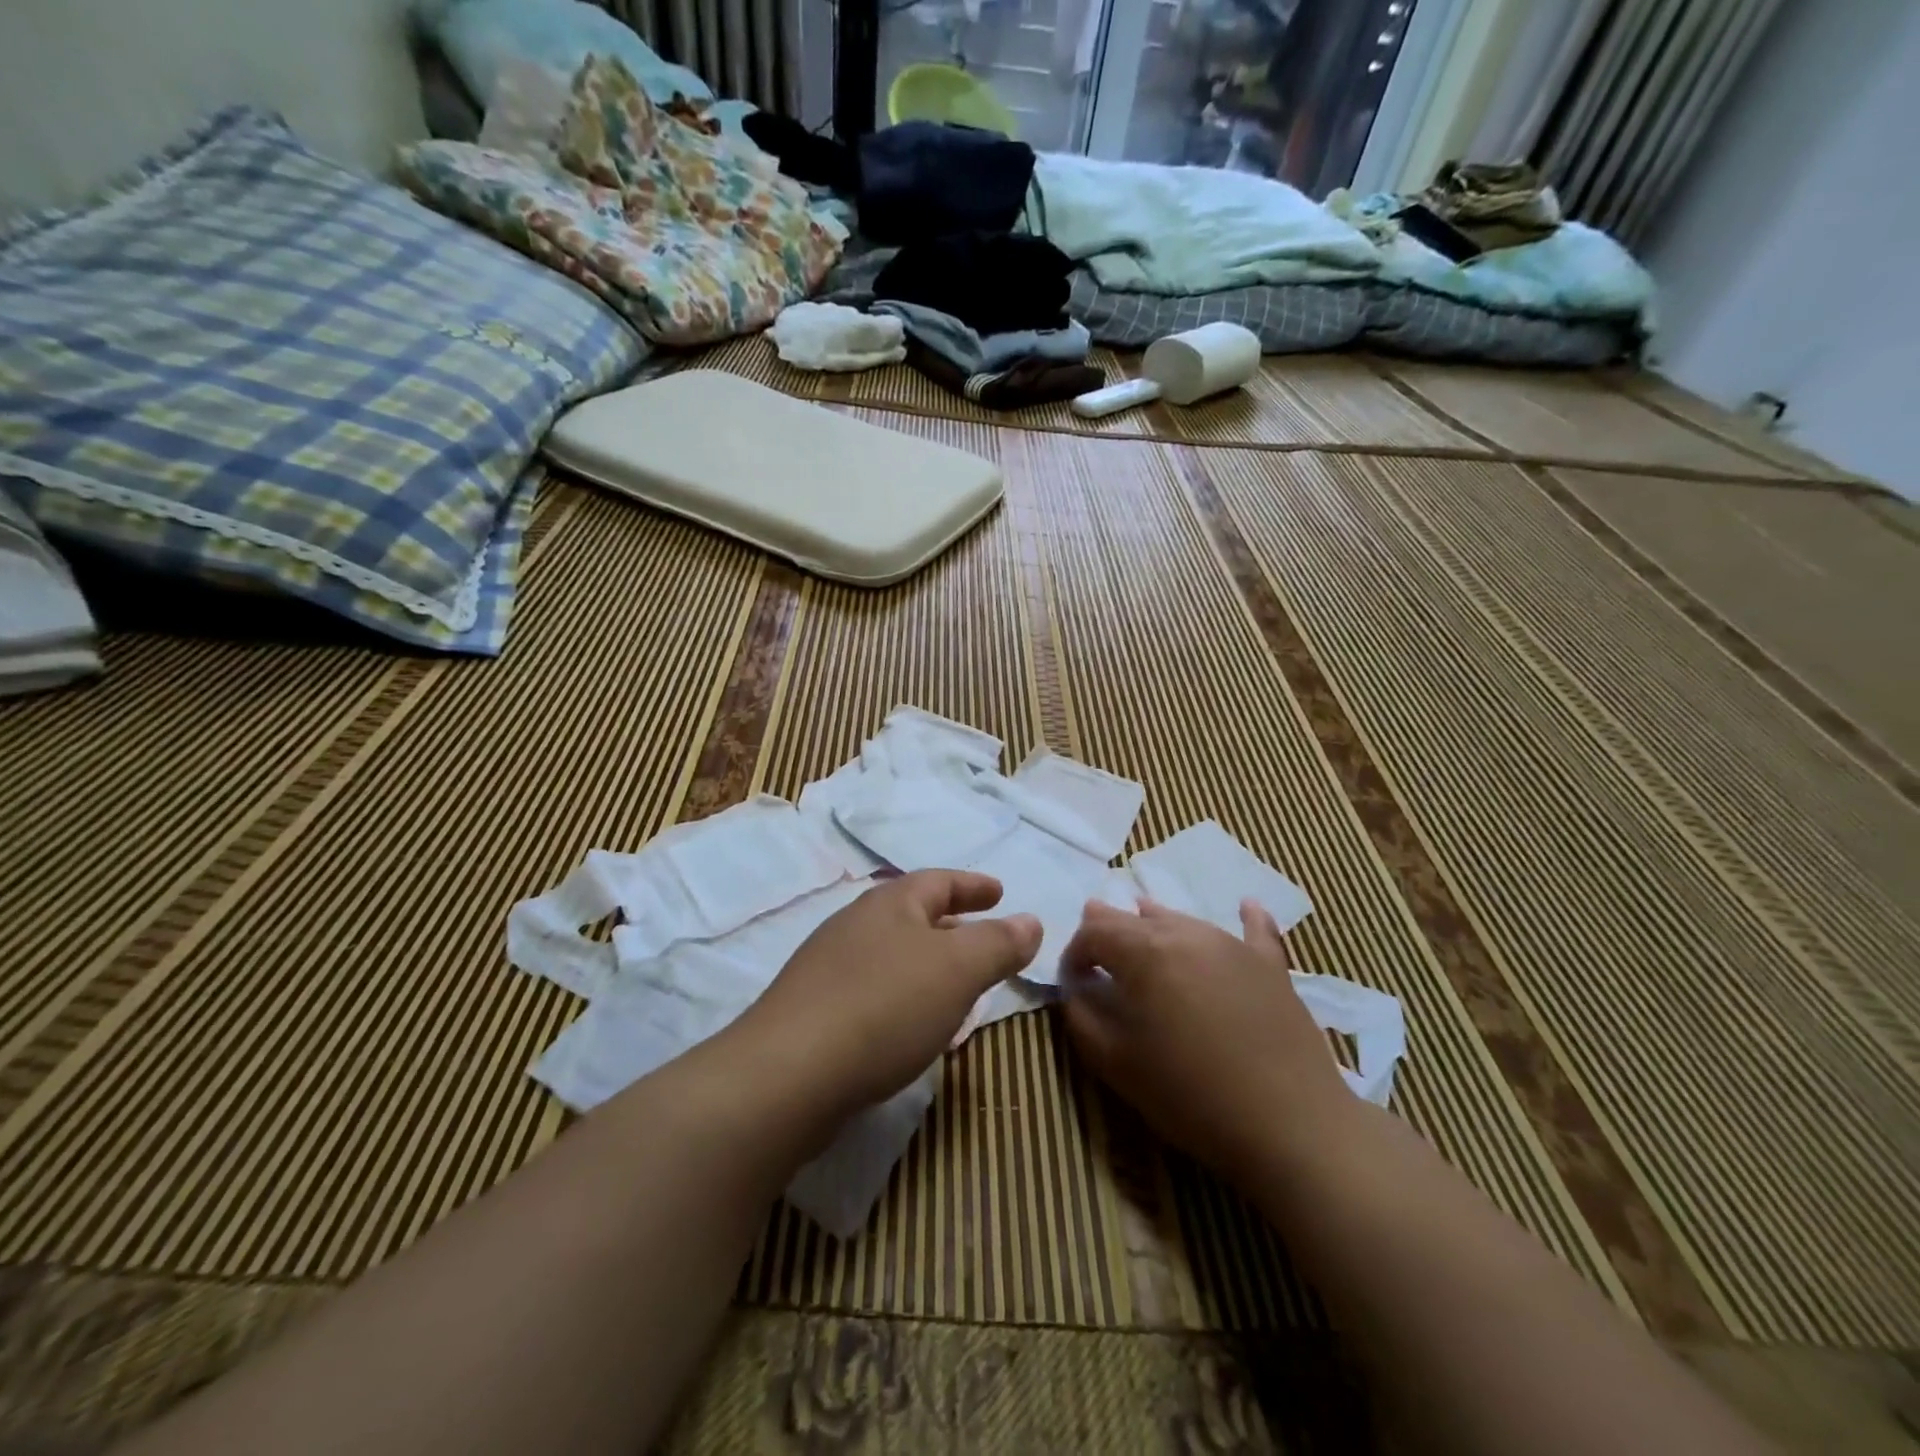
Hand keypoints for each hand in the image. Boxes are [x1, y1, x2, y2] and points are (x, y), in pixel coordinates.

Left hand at [733, 871, 1041, 1120]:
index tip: (1000, 891)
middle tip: (982, 935)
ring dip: (926, 961)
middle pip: (912, 914)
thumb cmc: (884, 1006)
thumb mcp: (958, 970)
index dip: (973, 885)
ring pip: (892, 953)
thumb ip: (998, 944)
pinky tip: (911, 1024)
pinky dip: (903, 994)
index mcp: (890, 904)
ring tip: (954, 982)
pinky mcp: (813, 1010)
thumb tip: (1031, 920)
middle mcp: (856, 925)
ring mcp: (828, 967)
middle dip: (951, 923)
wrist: (788, 1075)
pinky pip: (873, 989)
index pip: (940, 881)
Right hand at [1059, 898, 1353, 1177]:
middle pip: (1135, 919)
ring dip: (1156, 925)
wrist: (1292, 1124)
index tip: (1072, 981)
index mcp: (1145, 953)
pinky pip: (1256, 931)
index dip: (1075, 952)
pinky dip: (1246, 918)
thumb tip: (1075, 989)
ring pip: (1183, 921)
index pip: (1095, 932)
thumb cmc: (1191, 1095)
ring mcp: (1233, 946)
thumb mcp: (1117, 1064)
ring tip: (1143, 926)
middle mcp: (1187, 934)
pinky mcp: (1271, 966)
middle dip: (1109, 931)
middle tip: (1097, 947)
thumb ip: (1082, 1017)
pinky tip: (1248, 905)